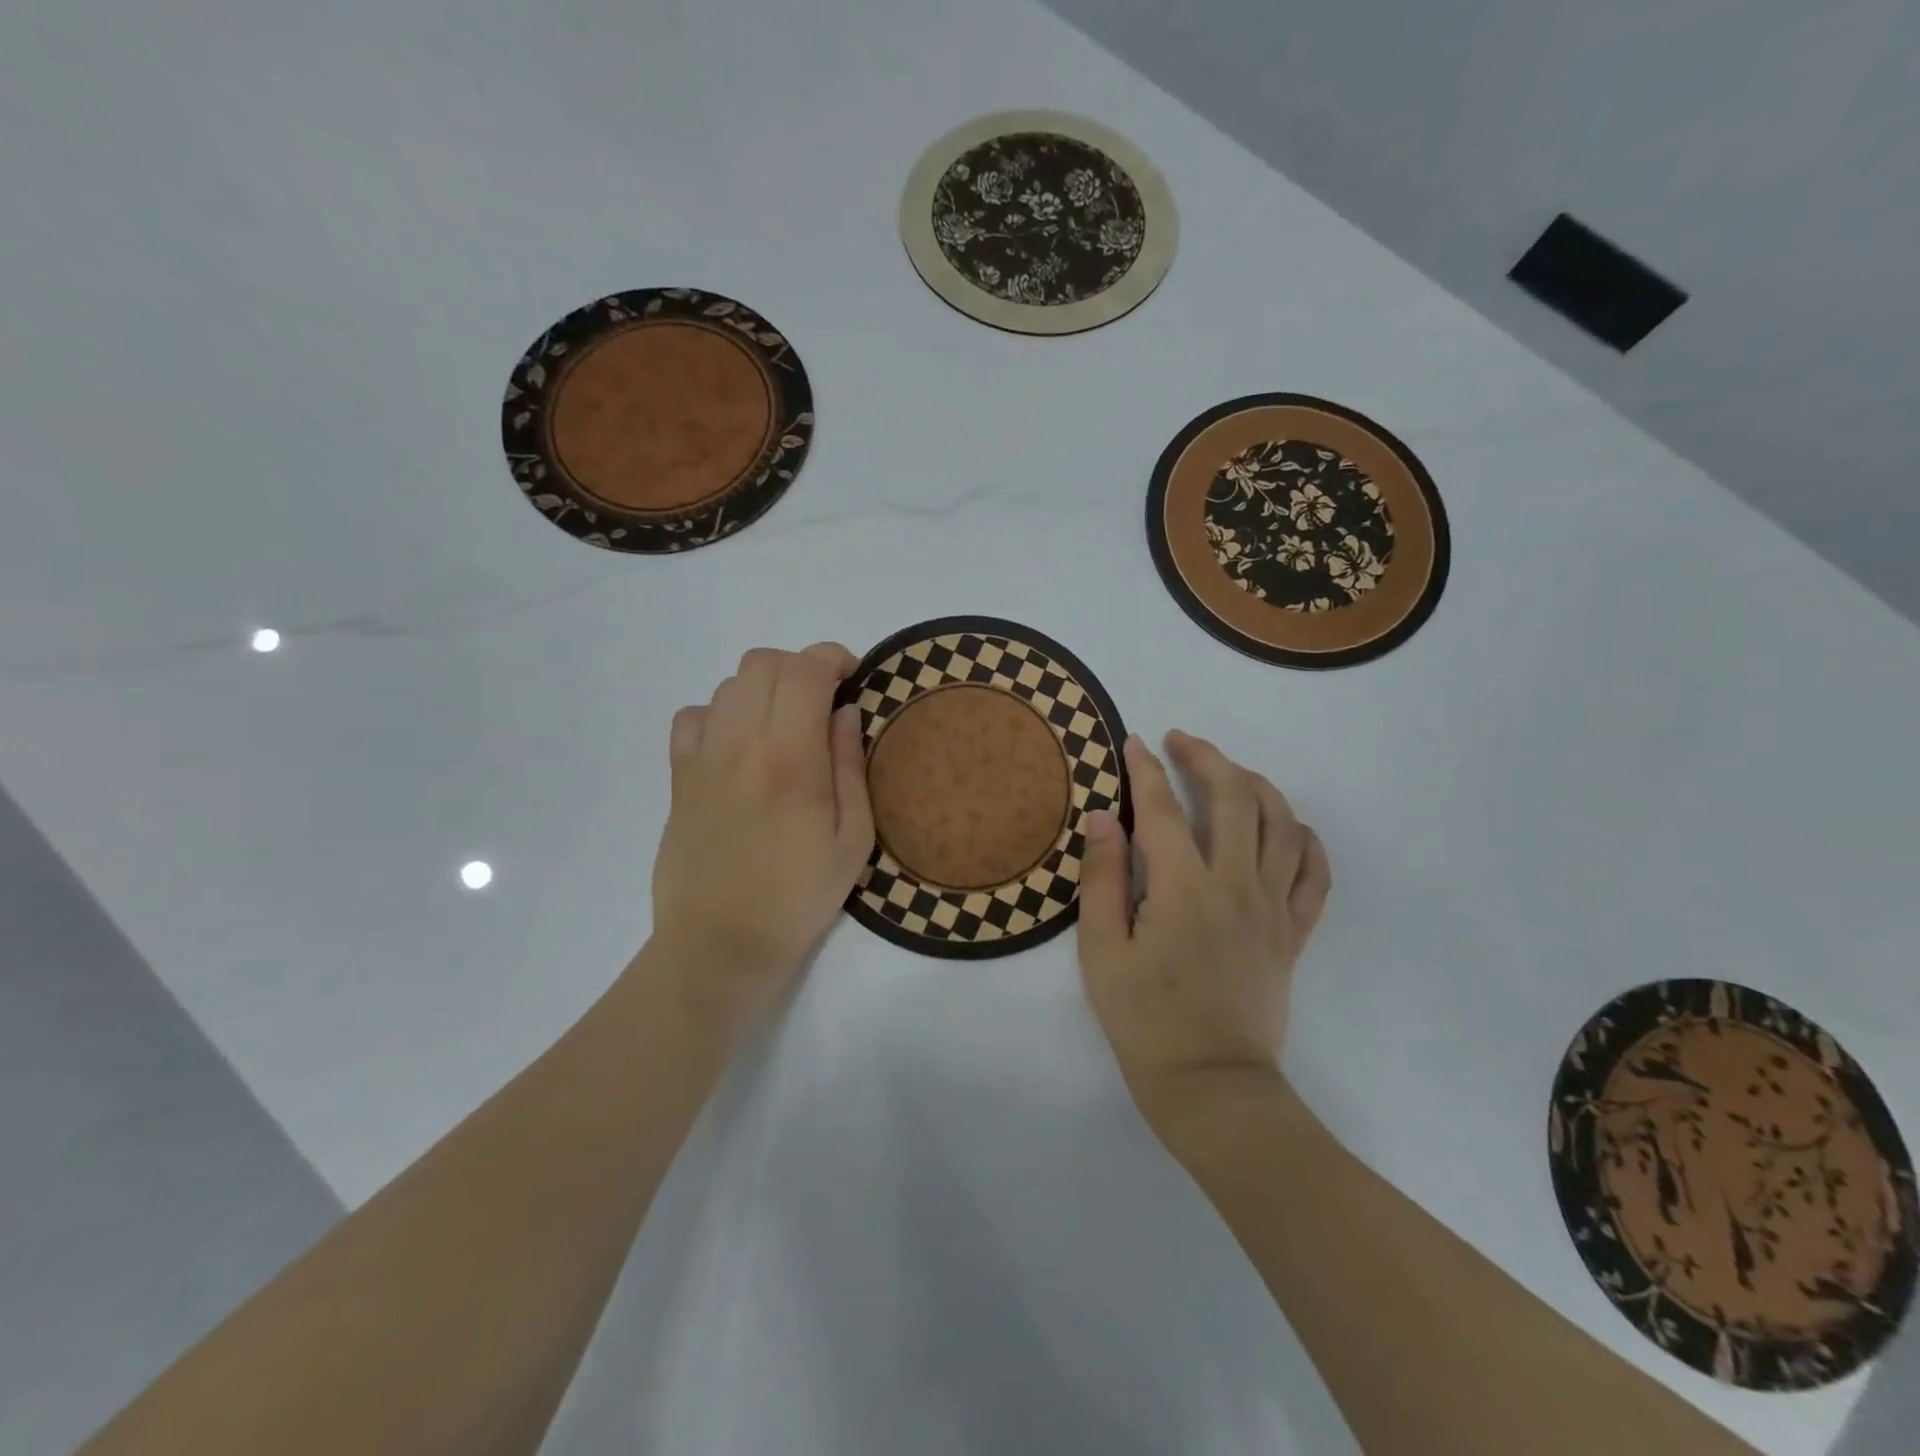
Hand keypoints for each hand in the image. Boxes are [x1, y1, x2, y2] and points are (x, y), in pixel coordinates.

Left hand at [648, 643, 873, 1018]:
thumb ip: (850, 766)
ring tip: (785, 725)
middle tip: (824, 701)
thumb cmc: (798, 899)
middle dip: (801, 667)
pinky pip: (693, 717)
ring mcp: (702, 760)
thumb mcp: (852, 841)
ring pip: (729, 684)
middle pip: (763, 663)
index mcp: (790, 760)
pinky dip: (721, 713)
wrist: (719, 947)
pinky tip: (739, 745)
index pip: (805, 670)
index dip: (834, 658)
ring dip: (765, 689)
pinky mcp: (678, 779)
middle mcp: (740, 745)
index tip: (854, 677)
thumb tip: (846, 710)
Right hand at [1077, 731, 1330, 1126]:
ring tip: (1230, 773)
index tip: (1133, 743)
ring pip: (1281, 824)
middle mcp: (1236, 885)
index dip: (1146, 769)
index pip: (1162, 808)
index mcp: (1183, 888)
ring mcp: (1273, 908)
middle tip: (1180, 742)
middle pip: (1234, 798)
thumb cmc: (1145, 1020)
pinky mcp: (1293, 933)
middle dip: (1206, 758)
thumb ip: (1102, 878)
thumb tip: (1103, 816)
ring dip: (1256, 785)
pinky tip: (1286, 827)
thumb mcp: (1101, 951)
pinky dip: (1305, 840)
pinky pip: (1314, 874)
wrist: (1211, 1086)